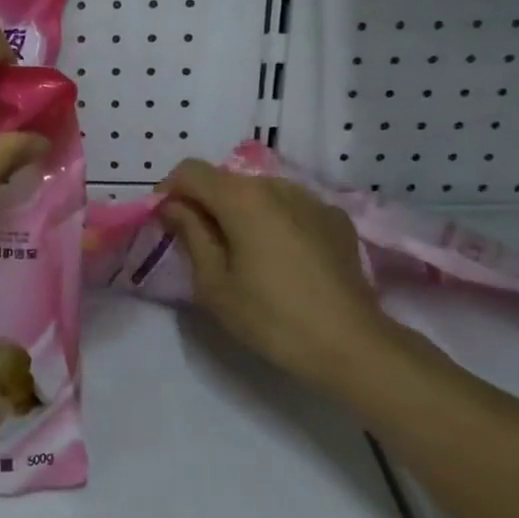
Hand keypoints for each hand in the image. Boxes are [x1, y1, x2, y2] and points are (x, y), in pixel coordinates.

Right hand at [158, 159, 407, 392]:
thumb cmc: (271, 317)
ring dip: (240, 211)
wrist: (353, 346)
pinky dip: (274, 221)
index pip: (189, 171)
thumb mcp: (214, 283)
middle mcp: (276, 185)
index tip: (165, 222)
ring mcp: (311, 199)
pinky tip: (281, 259)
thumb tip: (175, 207)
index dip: (169, 191)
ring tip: (243, 253)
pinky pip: (290, 207)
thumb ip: (190, 234)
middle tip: (200, 244)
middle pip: (225, 180)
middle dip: (204, 203)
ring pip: (259, 192)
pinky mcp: (335, 219)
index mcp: (241, 198)